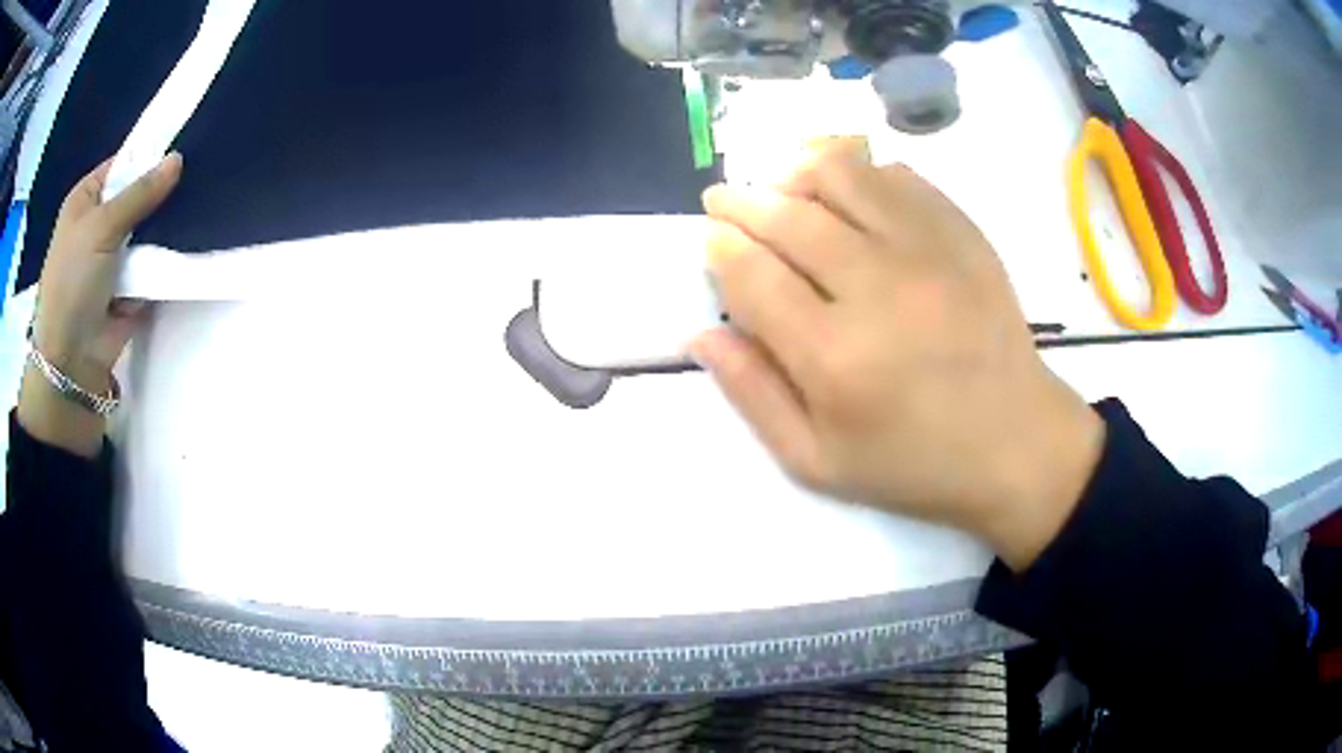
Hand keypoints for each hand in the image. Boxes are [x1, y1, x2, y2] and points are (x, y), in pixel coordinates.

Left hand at [18, 153, 181, 457]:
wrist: (71, 361)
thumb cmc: (73, 282)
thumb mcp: (101, 227)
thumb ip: (139, 193)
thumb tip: (178, 159)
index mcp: (87, 200)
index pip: (123, 163)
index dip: (149, 155)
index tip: (182, 147)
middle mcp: (100, 223)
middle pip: (138, 194)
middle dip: (162, 191)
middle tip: (198, 174)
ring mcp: (115, 256)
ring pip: (149, 228)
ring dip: (166, 224)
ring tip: (200, 204)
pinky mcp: (131, 284)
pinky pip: (153, 261)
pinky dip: (166, 256)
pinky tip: (189, 241)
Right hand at [690, 145, 1104, 569]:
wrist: (1015, 444)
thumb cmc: (915, 463)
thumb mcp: (817, 462)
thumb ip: (753, 396)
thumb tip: (702, 334)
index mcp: (833, 357)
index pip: (752, 274)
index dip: (721, 248)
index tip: (711, 238)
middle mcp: (877, 288)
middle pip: (789, 217)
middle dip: (742, 202)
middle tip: (724, 199)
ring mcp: (928, 251)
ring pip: (842, 175)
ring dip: (797, 172)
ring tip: (781, 184)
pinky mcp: (963, 235)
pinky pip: (899, 177)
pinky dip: (862, 173)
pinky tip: (849, 193)